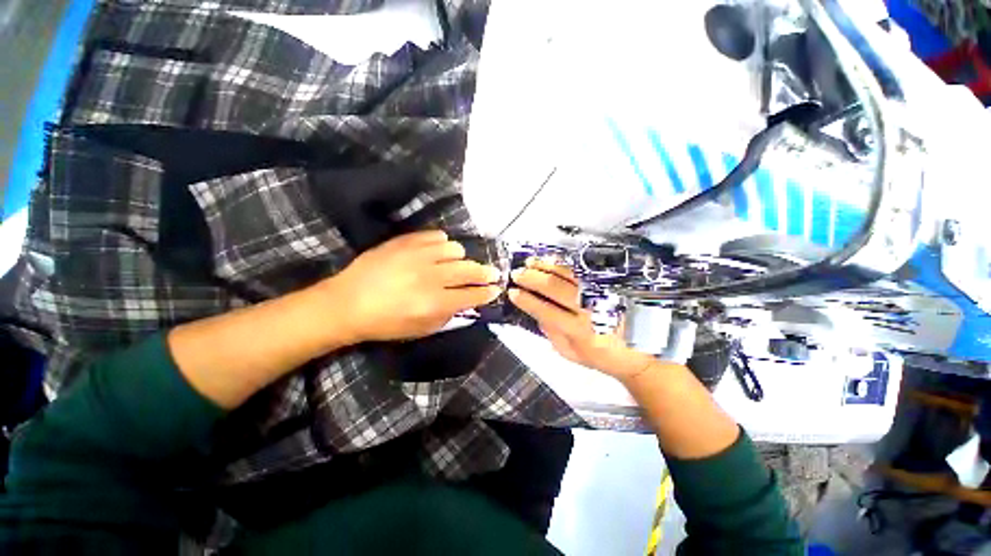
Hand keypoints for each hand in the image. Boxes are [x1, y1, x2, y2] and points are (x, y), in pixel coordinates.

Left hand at [324, 231, 501, 342]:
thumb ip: (448, 316)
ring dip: (461, 258)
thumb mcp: (420, 330)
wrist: (347, 303)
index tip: (496, 289)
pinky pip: (435, 236)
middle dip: (485, 272)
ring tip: (458, 263)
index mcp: (433, 302)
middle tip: (492, 273)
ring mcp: (417, 255)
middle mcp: (430, 277)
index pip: (471, 295)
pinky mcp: (405, 242)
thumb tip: (467, 302)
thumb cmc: (385, 323)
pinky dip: (443, 244)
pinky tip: (439, 251)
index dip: (487, 292)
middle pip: (468, 270)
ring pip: (454, 249)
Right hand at [508, 258, 654, 381]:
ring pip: (568, 274)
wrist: (642, 352)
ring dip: (545, 266)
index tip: (512, 292)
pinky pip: (584, 269)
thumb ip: (552, 334)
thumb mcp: (572, 354)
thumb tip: (536, 312)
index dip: (526, 300)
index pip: (546, 311)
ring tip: (530, 262)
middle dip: (532, 279)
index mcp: (580, 332)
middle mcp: (590, 310)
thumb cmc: (603, 357)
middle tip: (517, 274)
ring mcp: (602, 293)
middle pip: (555, 288)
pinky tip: (552, 260)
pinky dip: (565, 263)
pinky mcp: (611, 284)